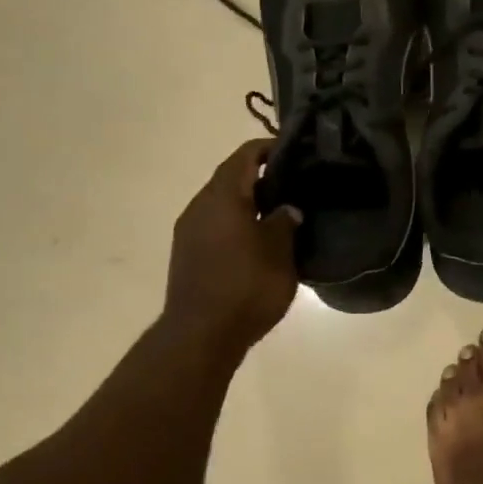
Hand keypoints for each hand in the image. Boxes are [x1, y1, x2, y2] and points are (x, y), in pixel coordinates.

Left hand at [165, 139, 299, 354]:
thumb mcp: (279, 252)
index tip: (295, 150)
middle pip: (230, 177)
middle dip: (259, 176)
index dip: (269, 149)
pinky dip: (235, 221)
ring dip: (246, 201)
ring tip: (277, 212)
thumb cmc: (247, 287)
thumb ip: (284, 223)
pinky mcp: (187, 254)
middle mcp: (200, 206)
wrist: (201, 334)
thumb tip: (287, 208)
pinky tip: (256, 239)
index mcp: (223, 197)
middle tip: (293, 183)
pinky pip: (214, 224)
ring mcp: (189, 231)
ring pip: (221, 203)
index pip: (245, 156)